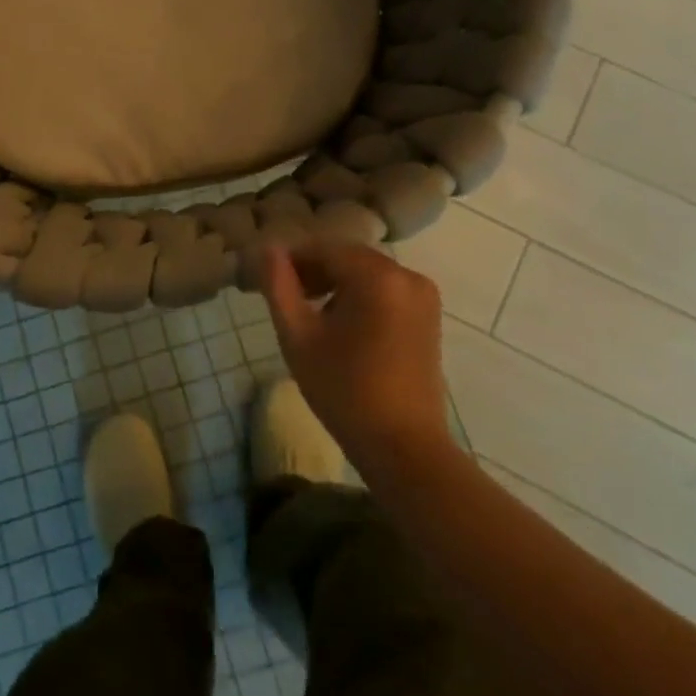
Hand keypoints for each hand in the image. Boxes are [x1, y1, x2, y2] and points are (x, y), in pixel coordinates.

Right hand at [257, 241, 454, 473]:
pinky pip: (385, 289)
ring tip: (309, 312)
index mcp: (377, 276)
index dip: (291, 260)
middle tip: (284, 296)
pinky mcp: (428, 315)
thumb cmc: (344, 391)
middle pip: (347, 257)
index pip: (322, 248)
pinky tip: (340, 324)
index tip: (266, 279)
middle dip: (314, 270)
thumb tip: (268, 249)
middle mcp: (406, 275)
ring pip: (365, 272)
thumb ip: (279, 286)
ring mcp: (423, 295)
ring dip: (335, 283)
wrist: (404, 447)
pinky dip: (359, 296)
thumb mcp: (298, 337)